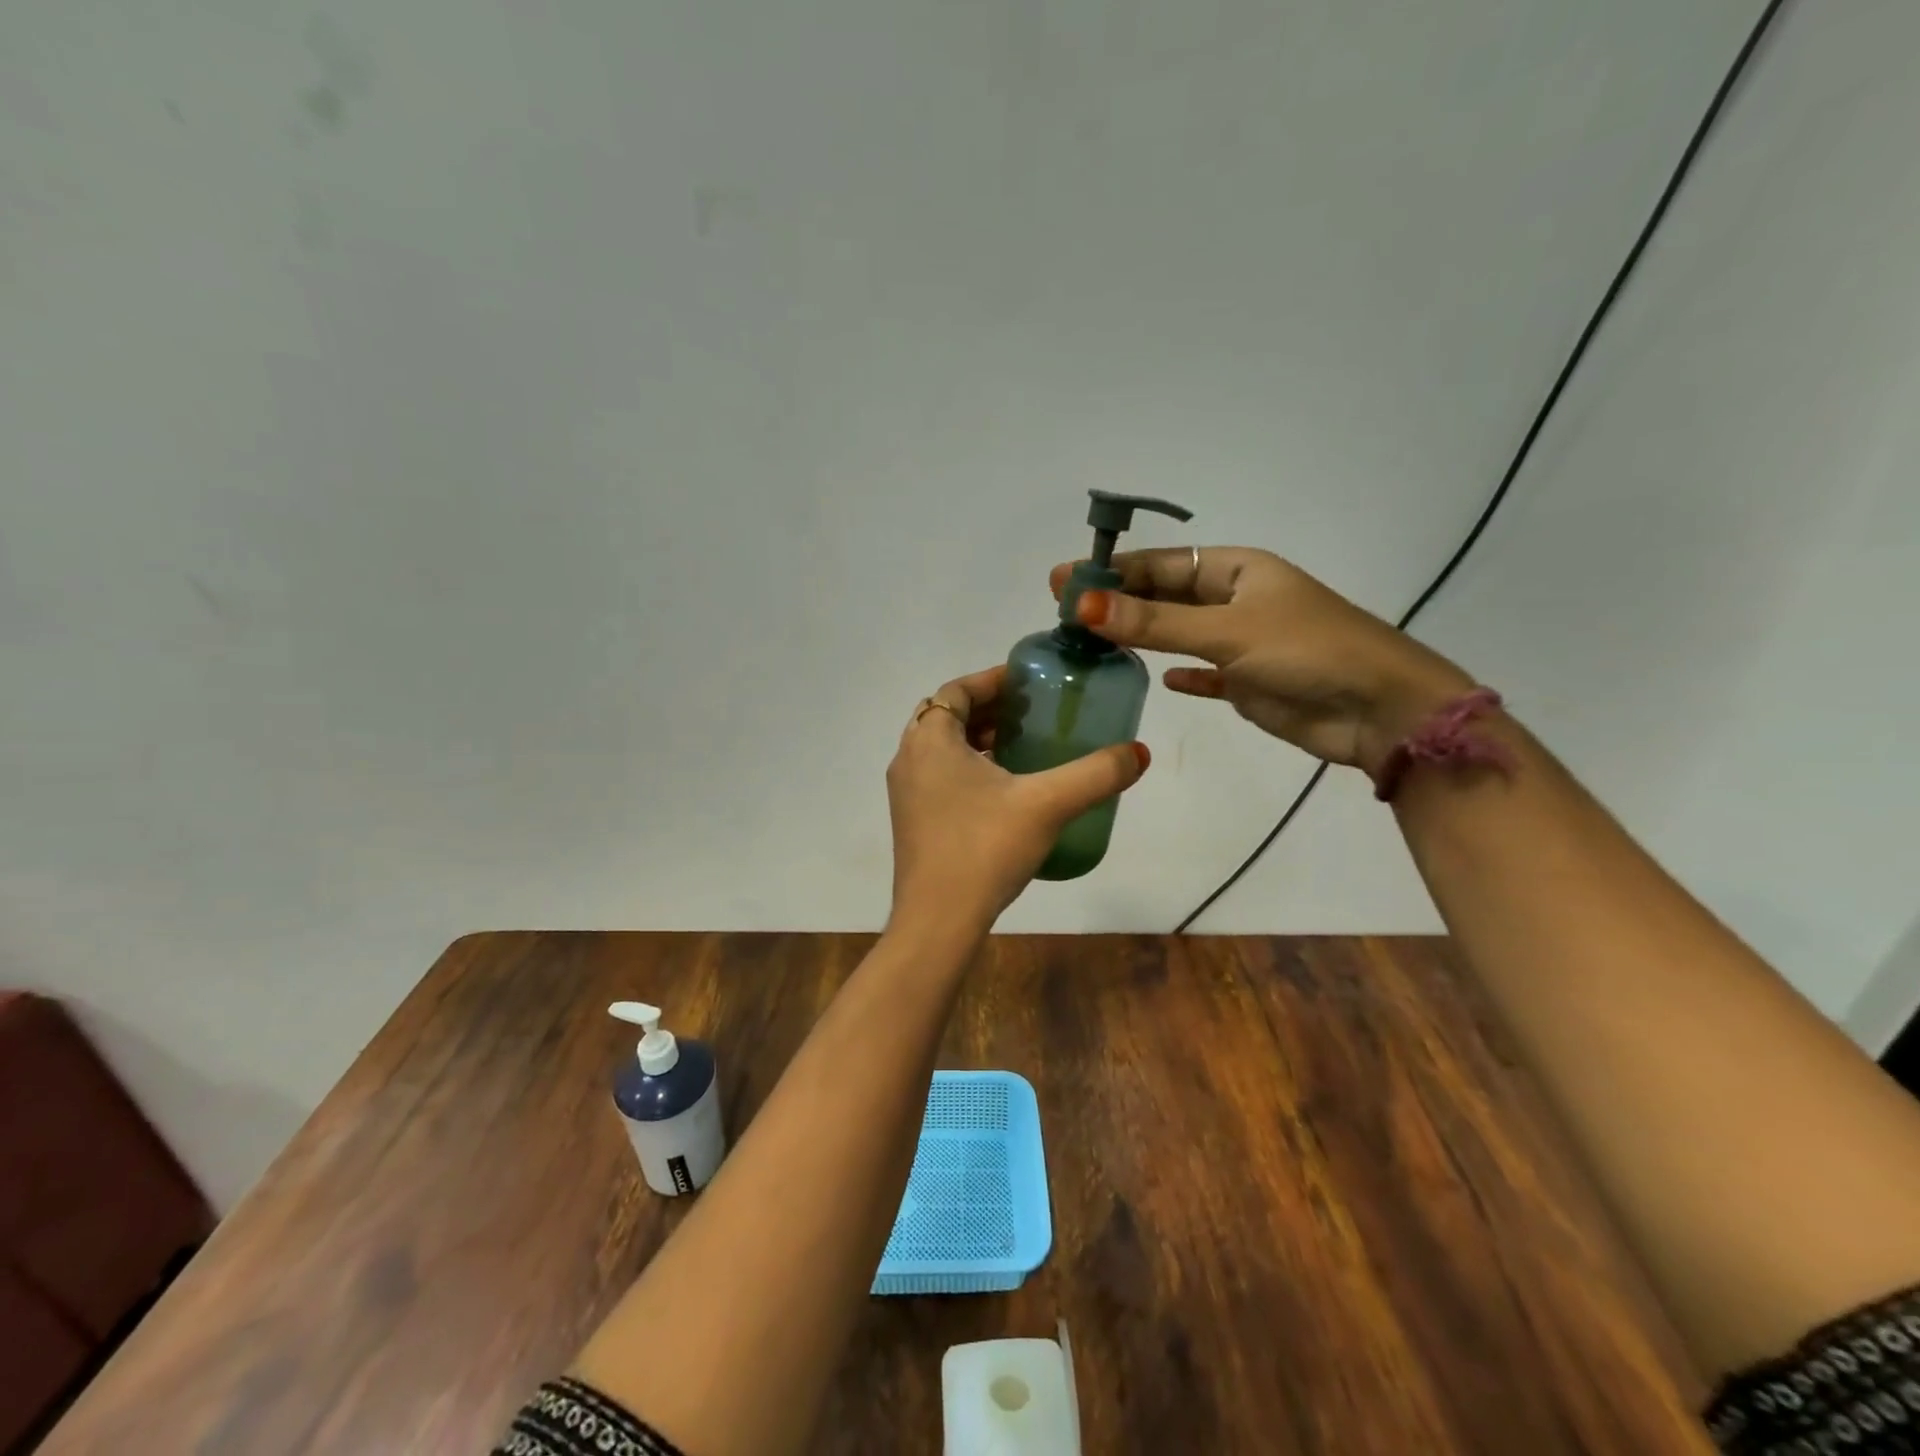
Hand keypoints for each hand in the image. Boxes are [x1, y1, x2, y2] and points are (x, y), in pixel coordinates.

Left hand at [886, 666, 1148, 930]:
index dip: (992, 680)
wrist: (938, 921)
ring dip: (977, 739)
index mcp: (930, 741)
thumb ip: (1095, 774)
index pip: (956, 690)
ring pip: (941, 749)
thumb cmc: (985, 849)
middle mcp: (909, 759)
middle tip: (1030, 711)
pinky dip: (967, 768)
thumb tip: (1139, 752)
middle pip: (946, 716)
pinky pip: (939, 777)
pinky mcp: (912, 822)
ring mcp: (906, 794)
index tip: (1028, 682)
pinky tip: (1005, 791)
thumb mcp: (1047, 804)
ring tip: (1023, 745)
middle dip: (987, 708)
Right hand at [1049, 548, 1473, 780]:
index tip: (1064, 581)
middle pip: (1166, 596)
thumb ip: (1154, 623)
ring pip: (1179, 634)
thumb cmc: (1306, 652)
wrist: (1379, 710)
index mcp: (1238, 571)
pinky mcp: (1248, 681)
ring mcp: (1243, 642)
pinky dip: (1182, 674)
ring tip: (1091, 643)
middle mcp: (1237, 600)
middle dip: (1119, 603)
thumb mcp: (1226, 631)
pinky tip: (1157, 679)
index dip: (1113, 571)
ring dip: (1141, 637)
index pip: (1162, 564)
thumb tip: (1083, 606)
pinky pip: (1204, 672)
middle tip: (1065, 614)